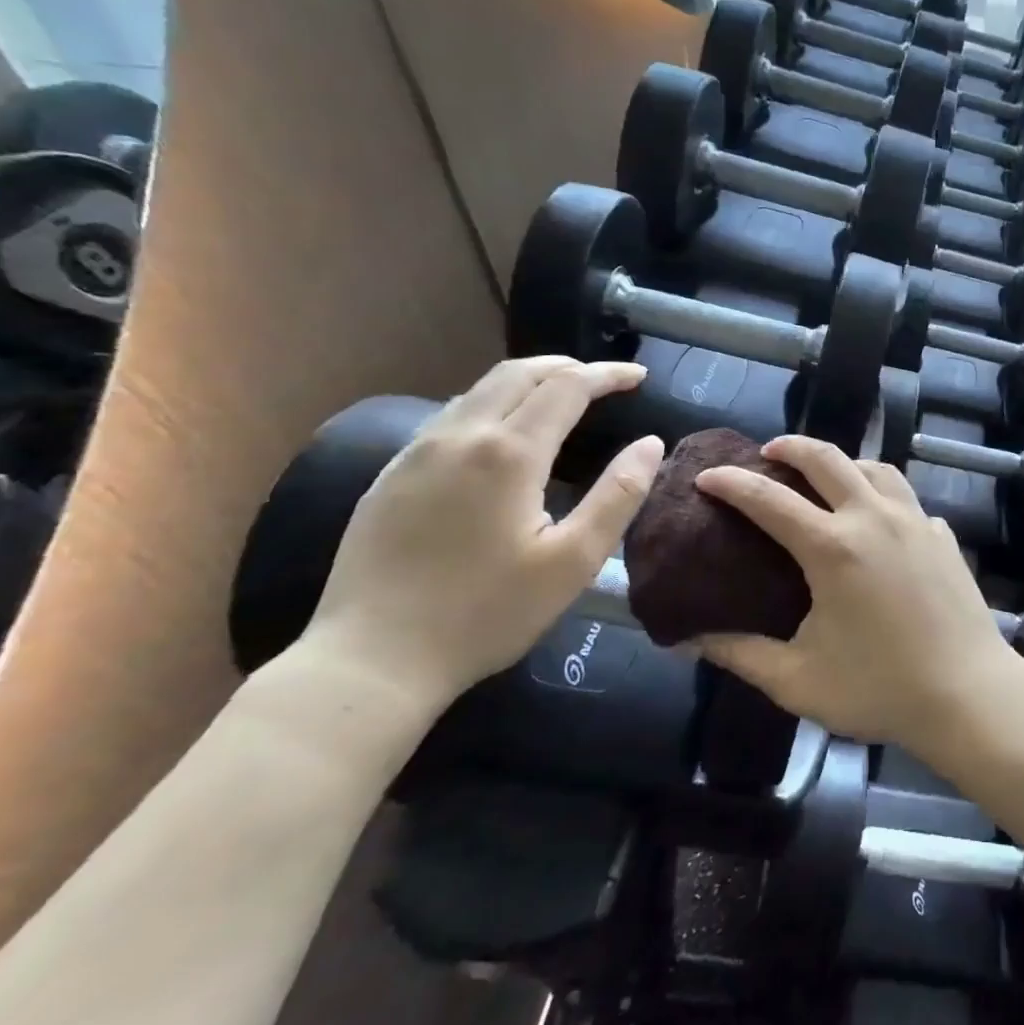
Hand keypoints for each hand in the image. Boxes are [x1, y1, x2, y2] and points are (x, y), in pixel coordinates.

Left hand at [305, 357, 663, 706]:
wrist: (372, 658)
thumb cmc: (487, 613)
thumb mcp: (574, 562)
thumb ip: (618, 496)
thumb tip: (651, 444)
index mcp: (508, 454)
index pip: (566, 387)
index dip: (606, 375)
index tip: (639, 376)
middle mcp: (459, 436)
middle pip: (518, 374)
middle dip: (567, 367)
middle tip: (605, 379)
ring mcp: (416, 453)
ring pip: (479, 390)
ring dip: (528, 381)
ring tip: (562, 397)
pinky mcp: (391, 475)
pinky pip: (450, 416)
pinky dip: (492, 404)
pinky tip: (503, 434)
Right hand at [694, 435, 1020, 752]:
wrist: (970, 695)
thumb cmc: (880, 690)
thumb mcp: (797, 680)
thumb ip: (740, 654)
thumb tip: (691, 639)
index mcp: (834, 548)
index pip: (770, 499)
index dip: (732, 484)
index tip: (707, 477)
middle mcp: (875, 519)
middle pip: (828, 459)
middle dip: (791, 447)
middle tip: (767, 453)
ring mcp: (916, 522)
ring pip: (875, 468)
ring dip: (843, 462)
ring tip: (824, 477)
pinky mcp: (943, 536)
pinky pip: (906, 499)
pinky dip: (882, 494)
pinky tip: (877, 519)